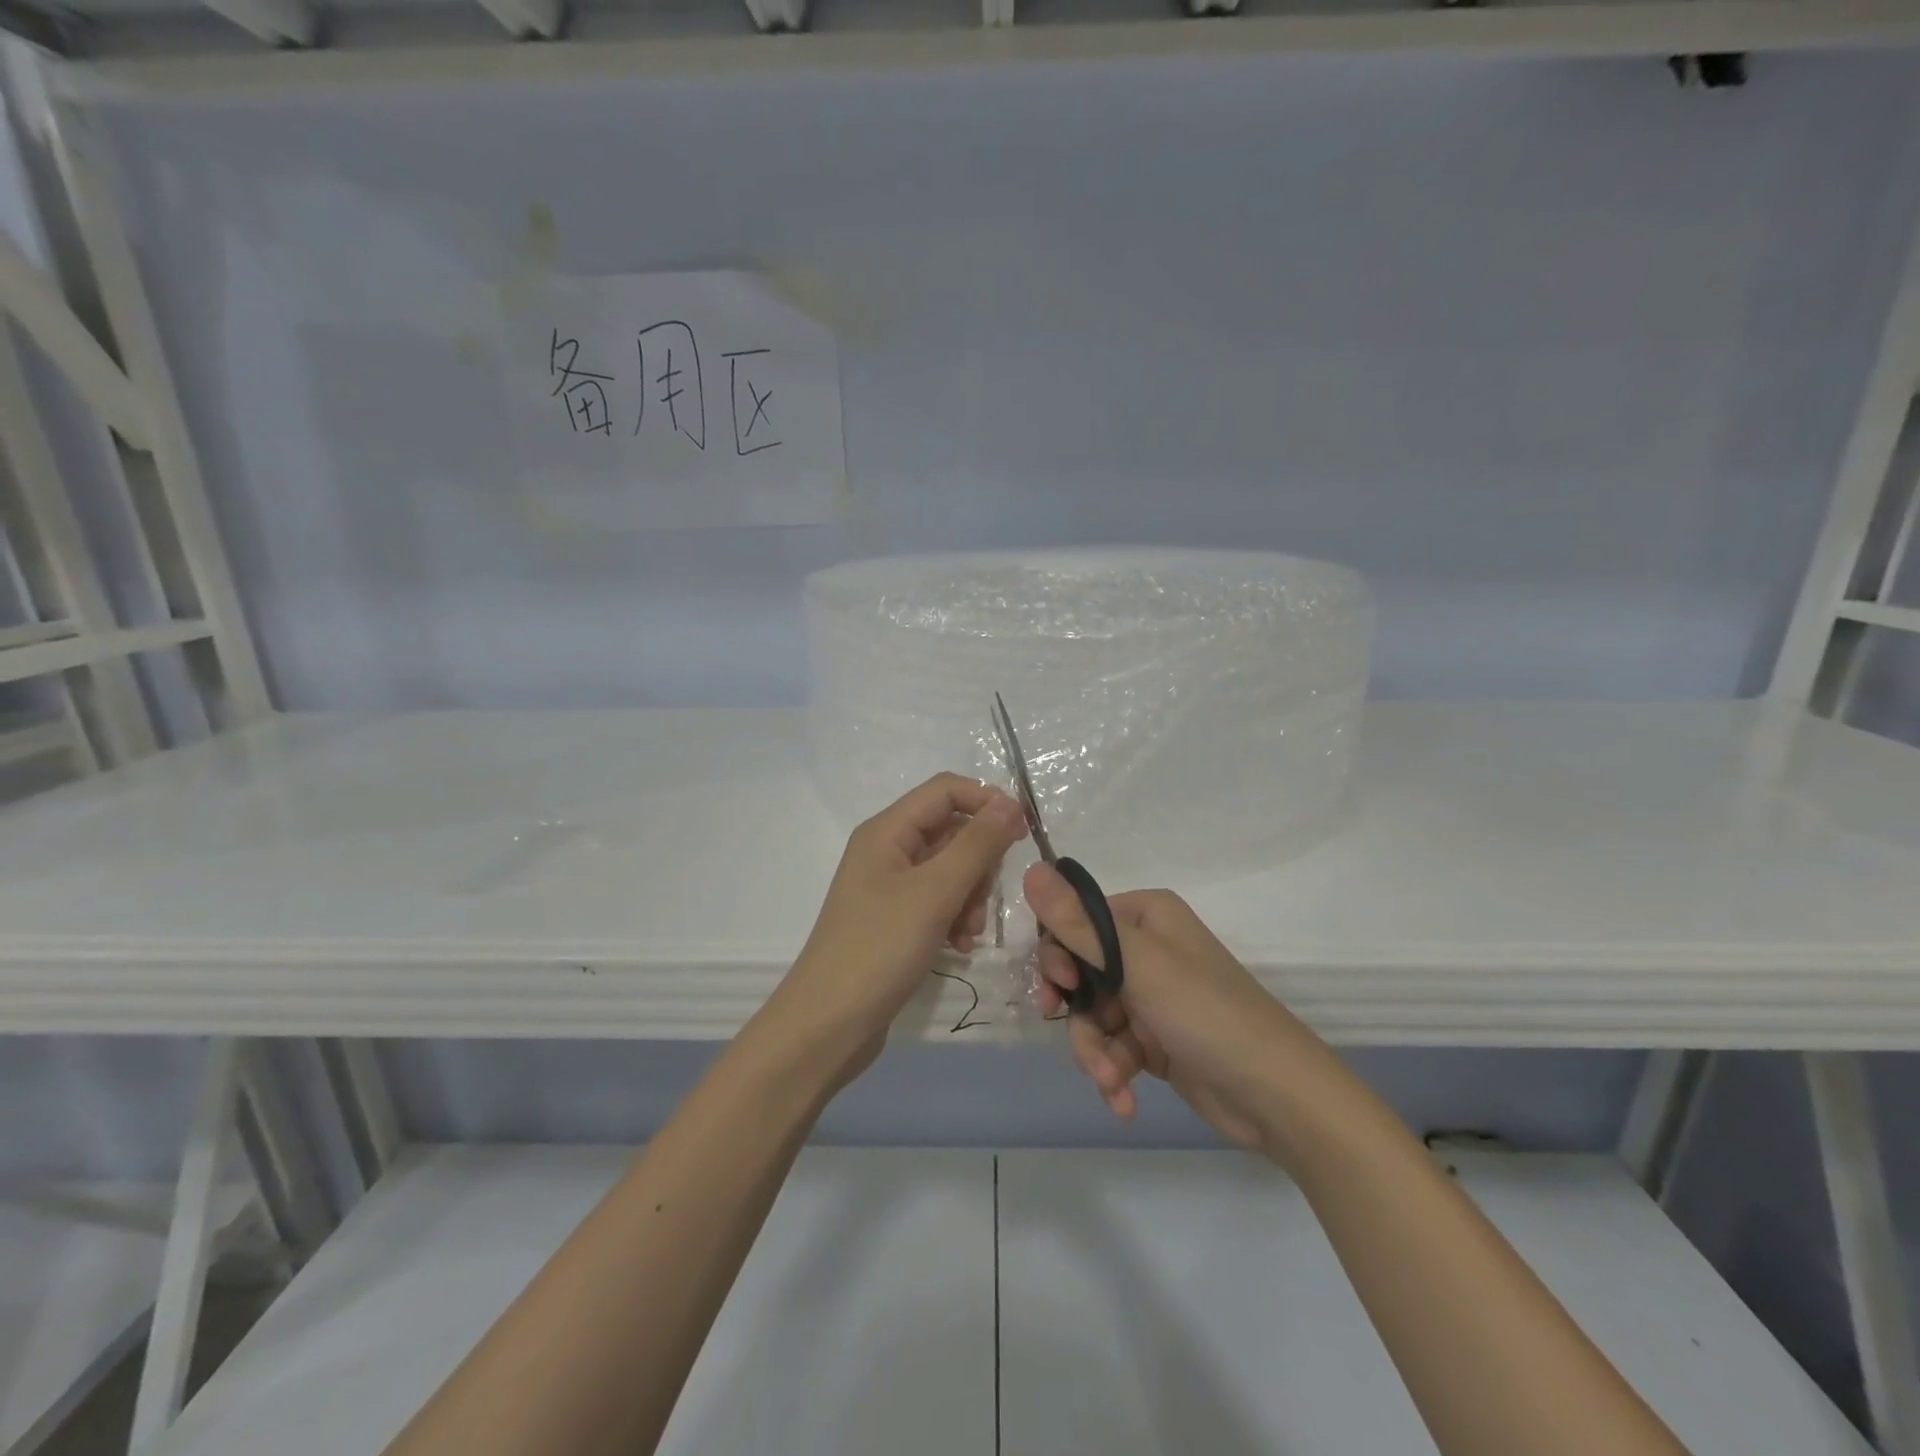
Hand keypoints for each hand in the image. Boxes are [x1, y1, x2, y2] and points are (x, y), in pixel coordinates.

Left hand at [774, 774, 1027, 1084]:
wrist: (827, 1026)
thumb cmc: (879, 949)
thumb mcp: (935, 892)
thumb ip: (976, 845)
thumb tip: (1010, 804)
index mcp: (887, 830)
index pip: (946, 790)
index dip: (987, 801)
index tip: (1024, 833)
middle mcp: (886, 850)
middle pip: (951, 830)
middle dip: (979, 860)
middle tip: (985, 898)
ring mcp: (888, 886)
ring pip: (950, 868)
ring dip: (971, 894)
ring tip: (968, 931)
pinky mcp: (894, 919)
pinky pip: (938, 900)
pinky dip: (955, 916)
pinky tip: (960, 945)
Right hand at [1026, 863, 1327, 1152]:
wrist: (1276, 1094)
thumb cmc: (1205, 1011)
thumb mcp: (1136, 964)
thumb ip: (1077, 923)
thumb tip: (1030, 869)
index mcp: (1145, 916)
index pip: (1076, 920)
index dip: (1057, 953)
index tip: (1058, 984)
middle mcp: (1146, 949)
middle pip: (1079, 972)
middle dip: (1074, 1010)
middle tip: (1063, 1026)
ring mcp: (1150, 996)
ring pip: (1092, 1016)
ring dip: (1095, 1051)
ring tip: (1112, 1080)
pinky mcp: (1155, 1039)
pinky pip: (1113, 1047)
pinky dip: (1113, 1072)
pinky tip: (1123, 1100)